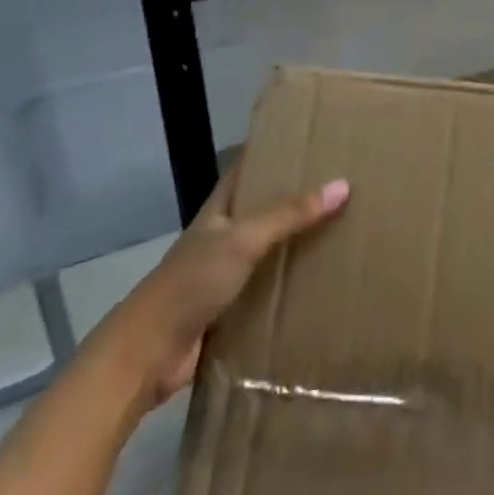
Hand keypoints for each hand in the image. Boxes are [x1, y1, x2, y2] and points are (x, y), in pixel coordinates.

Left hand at [84, 167, 349, 411]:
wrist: (148, 354)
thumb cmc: (192, 282)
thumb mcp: (243, 240)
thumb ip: (289, 214)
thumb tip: (342, 185)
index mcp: (220, 209)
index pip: (248, 168)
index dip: (274, 152)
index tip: (311, 140)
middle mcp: (224, 236)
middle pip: (265, 209)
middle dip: (298, 199)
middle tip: (344, 185)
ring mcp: (226, 274)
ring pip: (270, 251)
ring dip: (298, 245)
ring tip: (345, 230)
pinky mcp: (233, 310)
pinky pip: (270, 290)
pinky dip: (292, 286)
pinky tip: (324, 284)